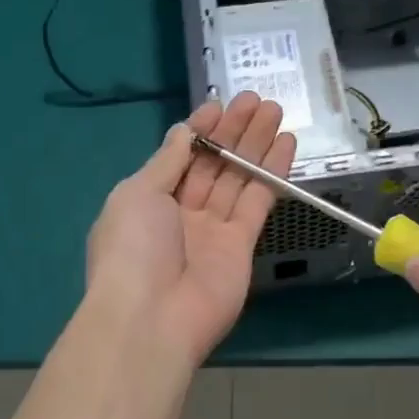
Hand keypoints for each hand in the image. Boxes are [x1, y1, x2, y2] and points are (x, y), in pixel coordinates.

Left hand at [80, 92, 293, 367]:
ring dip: (256, 144)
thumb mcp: (137, 193)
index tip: (220, 104)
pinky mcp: (241, 246)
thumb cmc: (133, 249)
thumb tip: (184, 131)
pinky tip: (285, 145)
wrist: (151, 319)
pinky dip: (272, 173)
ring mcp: (212, 230)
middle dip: (234, 131)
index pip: (180, 155)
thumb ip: (168, 161)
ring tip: (276, 111)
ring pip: (238, 178)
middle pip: (213, 163)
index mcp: (148, 199)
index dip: (201, 129)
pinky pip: (258, 202)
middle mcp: (181, 212)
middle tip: (257, 99)